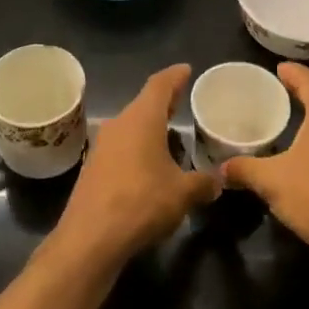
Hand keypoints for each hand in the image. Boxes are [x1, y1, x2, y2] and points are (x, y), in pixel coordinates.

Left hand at [54, 65, 214, 267]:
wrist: (90, 239)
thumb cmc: (142, 203)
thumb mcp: (183, 193)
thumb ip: (203, 183)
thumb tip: (218, 181)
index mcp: (142, 119)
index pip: (160, 85)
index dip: (175, 76)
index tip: (186, 70)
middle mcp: (119, 125)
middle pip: (144, 105)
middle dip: (164, 103)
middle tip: (183, 101)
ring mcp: (101, 147)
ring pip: (131, 127)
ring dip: (150, 129)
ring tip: (170, 136)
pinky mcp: (92, 169)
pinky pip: (121, 148)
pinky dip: (138, 149)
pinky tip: (150, 166)